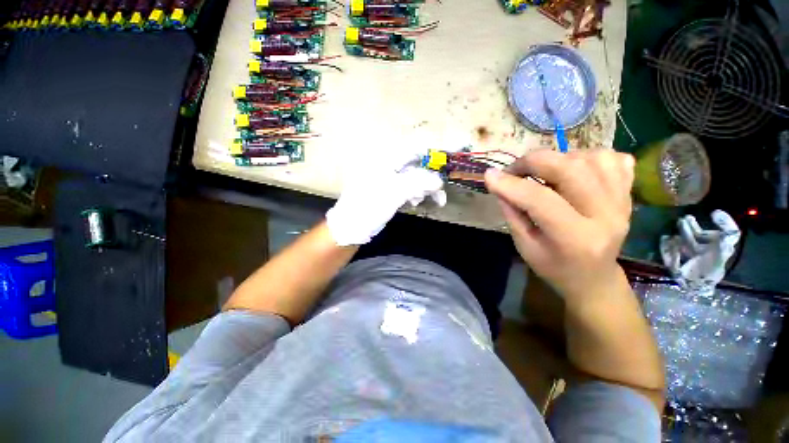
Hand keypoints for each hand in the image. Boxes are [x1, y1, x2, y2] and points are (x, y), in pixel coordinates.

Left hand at [326, 151, 445, 246]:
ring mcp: (389, 178)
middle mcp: (388, 165)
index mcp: (386, 159)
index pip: (415, 148)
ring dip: (423, 188)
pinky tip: (416, 202)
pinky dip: (416, 194)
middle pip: (416, 165)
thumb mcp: (395, 192)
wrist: (352, 226)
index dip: (433, 152)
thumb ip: (419, 182)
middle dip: (429, 177)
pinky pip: (409, 188)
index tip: (452, 155)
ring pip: (414, 178)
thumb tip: (439, 180)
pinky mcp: (390, 190)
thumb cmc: (370, 206)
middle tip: (440, 190)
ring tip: (425, 200)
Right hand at [485, 149, 634, 299]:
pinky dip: (588, 156)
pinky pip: (613, 159)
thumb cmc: (554, 267)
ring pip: (593, 158)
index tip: (490, 176)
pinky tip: (573, 171)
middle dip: (534, 161)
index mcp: (575, 238)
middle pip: (571, 169)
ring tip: (544, 172)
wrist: (594, 279)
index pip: (540, 199)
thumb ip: (512, 213)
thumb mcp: (524, 246)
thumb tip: (498, 182)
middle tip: (515, 169)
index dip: (510, 184)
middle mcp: (606, 216)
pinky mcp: (628, 194)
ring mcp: (622, 203)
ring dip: (560, 158)